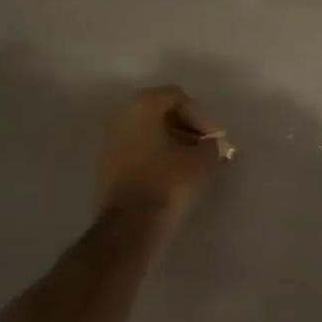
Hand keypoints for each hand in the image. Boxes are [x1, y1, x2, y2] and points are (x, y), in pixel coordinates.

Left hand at [97, 85, 226, 220]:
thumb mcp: (202, 160)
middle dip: (187, 127)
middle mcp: (121, 115)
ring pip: (148, 130)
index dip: (201, 116)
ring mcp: (109, 139)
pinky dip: (157, 153)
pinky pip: (138, 147)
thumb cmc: (168, 182)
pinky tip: (174, 171)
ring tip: (193, 160)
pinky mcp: (106, 163)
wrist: (130, 225)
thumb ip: (213, 146)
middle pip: (161, 111)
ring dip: (173, 140)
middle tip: (206, 146)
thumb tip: (215, 146)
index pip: (178, 97)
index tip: (215, 139)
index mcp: (142, 105)